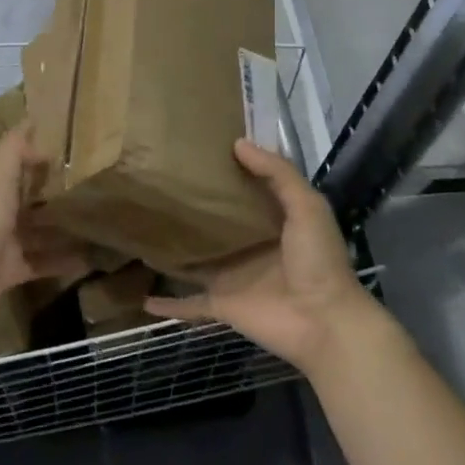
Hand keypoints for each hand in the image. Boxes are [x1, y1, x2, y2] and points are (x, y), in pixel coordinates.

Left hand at [0, 126, 85, 324]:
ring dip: (63, 228)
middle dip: (55, 192)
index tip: (69, 146)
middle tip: (94, 184)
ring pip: (38, 231)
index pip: (14, 162)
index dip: (35, 152)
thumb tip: (34, 124)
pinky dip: (62, 262)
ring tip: (99, 221)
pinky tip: (90, 258)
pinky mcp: (11, 270)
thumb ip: (14, 150)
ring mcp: (3, 242)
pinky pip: (41, 263)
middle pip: (29, 197)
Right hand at [146, 139, 377, 373]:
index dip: (225, 174)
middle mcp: (248, 248)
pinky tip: (143, 300)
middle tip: (157, 186)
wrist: (323, 322)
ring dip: (174, 252)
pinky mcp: (221, 304)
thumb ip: (277, 174)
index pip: (244, 193)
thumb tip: (238, 143)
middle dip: (193, 210)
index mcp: (272, 223)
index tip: (196, 153)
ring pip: (195, 262)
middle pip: (214, 226)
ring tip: (141, 232)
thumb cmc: (318, 260)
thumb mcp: (307, 206)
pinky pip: (188, 305)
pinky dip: (168, 306)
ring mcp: (232, 277)